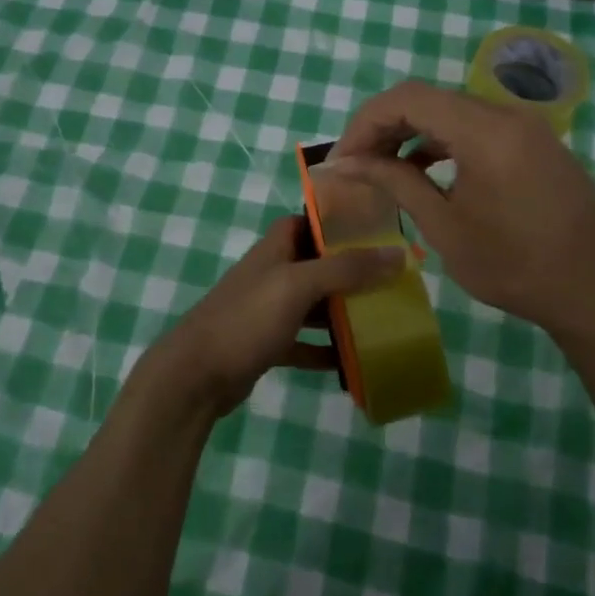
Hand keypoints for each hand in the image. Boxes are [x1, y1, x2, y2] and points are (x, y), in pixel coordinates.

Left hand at [149, 216, 405, 414]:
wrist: (196, 375)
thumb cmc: (247, 318)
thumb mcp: (298, 286)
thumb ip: (346, 268)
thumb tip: (398, 252)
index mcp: (275, 249)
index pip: (307, 221)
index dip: (337, 222)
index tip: (375, 229)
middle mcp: (272, 274)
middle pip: (316, 263)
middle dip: (350, 270)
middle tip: (390, 279)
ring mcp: (267, 310)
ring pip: (312, 304)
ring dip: (341, 310)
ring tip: (382, 317)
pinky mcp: (266, 344)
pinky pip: (303, 342)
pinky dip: (324, 350)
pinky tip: (352, 362)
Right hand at [328, 81, 594, 334]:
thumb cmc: (515, 266)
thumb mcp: (445, 227)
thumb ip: (396, 183)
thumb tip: (350, 163)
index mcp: (485, 131)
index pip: (407, 98)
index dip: (365, 123)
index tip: (344, 160)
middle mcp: (507, 115)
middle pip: (429, 99)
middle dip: (385, 127)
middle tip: (358, 165)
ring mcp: (527, 126)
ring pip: (453, 111)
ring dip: (414, 133)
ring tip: (385, 169)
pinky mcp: (537, 142)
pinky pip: (479, 127)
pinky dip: (445, 141)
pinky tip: (428, 172)